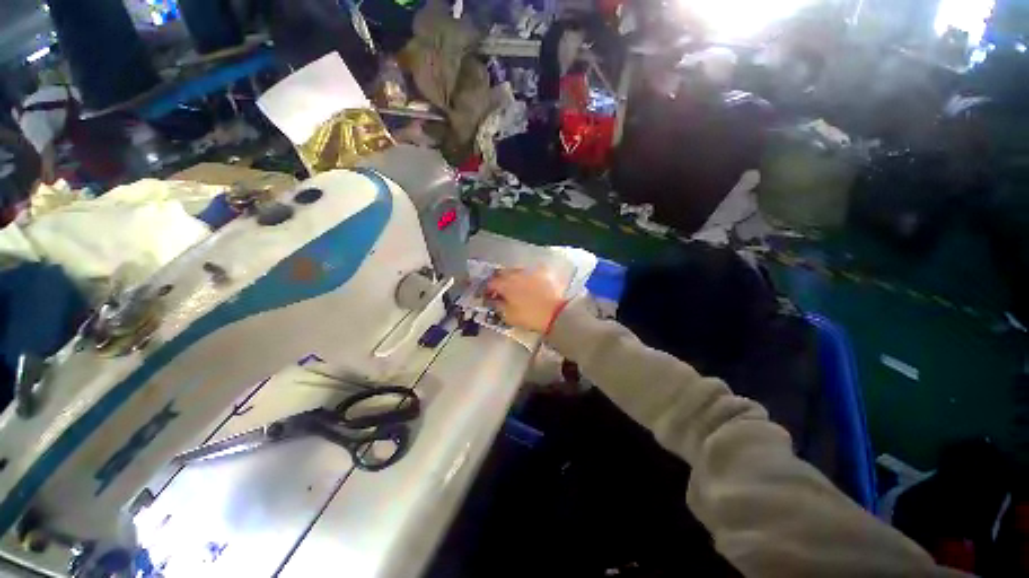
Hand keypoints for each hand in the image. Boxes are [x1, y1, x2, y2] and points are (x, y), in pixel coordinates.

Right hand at [486, 268, 564, 332]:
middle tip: (500, 290)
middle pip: (503, 273)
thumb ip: (498, 306)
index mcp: (505, 284)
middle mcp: (516, 273)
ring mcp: (530, 271)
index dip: (488, 290)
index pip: (491, 283)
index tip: (489, 295)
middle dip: (499, 280)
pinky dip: (527, 277)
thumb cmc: (529, 316)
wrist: (556, 312)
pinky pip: (531, 272)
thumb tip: (494, 300)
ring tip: (515, 287)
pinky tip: (530, 284)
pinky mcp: (543, 272)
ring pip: (517, 271)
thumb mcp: (508, 316)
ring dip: (513, 277)